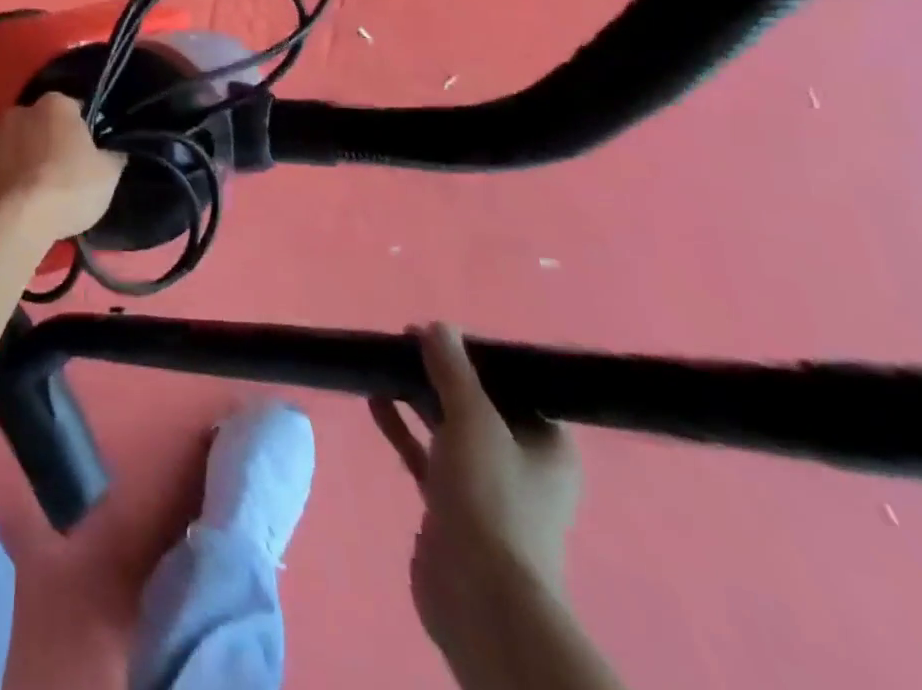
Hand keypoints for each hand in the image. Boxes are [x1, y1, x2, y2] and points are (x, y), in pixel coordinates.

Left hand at [0, 94, 124, 245]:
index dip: (87, 132)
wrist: (14, 221)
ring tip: (44, 191)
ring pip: (23, 144)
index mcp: (55, 103)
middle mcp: (21, 109)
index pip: (77, 110)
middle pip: (46, 124)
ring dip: (32, 159)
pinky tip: (25, 199)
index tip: (92, 155)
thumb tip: (111, 150)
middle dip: (56, 142)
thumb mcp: (109, 173)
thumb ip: (112, 154)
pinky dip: (15, 175)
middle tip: (70, 174)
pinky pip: (6, 164)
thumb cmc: (68, 188)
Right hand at [371, 324, 582, 656]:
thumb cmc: (491, 498)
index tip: (438, 332)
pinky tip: (374, 398)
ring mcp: (485, 485)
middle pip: (477, 403)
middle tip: (401, 340)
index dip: (477, 355)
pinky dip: (402, 426)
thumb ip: (453, 370)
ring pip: (447, 426)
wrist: (478, 594)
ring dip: (416, 396)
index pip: (514, 385)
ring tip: (382, 362)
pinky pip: (424, 452)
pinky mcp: (450, 503)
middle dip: (440, 372)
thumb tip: (437, 326)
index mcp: (547, 445)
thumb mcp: (473, 420)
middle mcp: (522, 463)